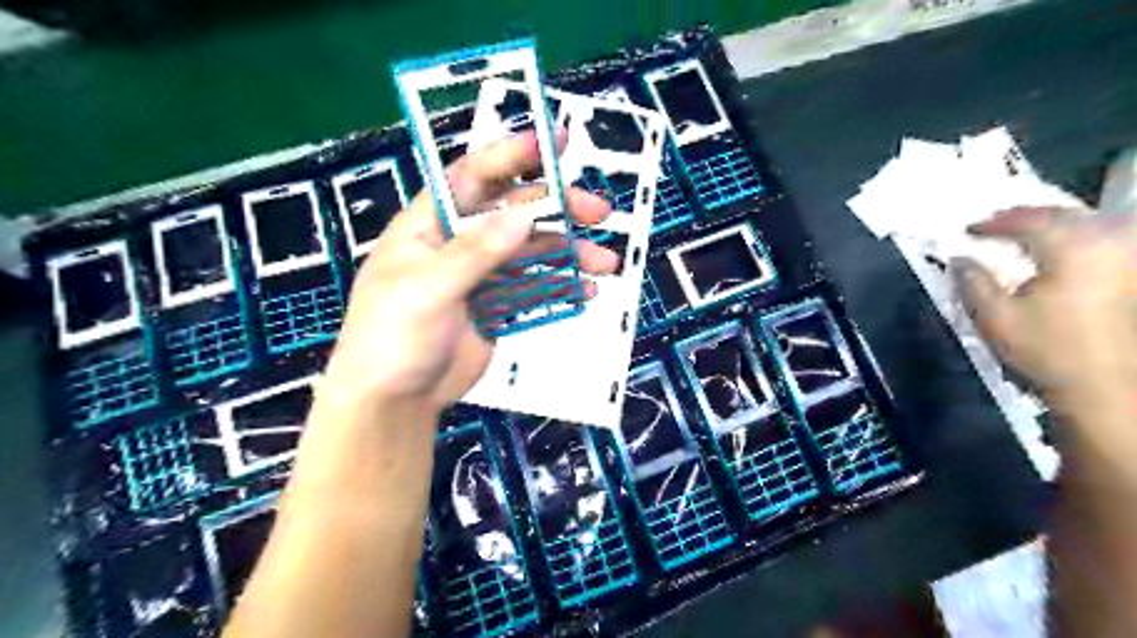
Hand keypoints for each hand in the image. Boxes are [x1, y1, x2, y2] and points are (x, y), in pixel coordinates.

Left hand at [319, 130, 621, 412]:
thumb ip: (475, 252)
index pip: (474, 176)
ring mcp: (482, 276)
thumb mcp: (428, 288)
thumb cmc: (393, 335)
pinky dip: (561, 288)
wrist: (395, 400)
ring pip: (533, 253)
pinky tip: (586, 293)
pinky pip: (535, 288)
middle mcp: (459, 242)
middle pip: (515, 212)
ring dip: (570, 254)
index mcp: (431, 224)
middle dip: (559, 208)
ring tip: (606, 264)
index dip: (513, 155)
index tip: (553, 142)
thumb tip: (523, 214)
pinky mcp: (498, 306)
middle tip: (600, 211)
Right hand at [952, 208, 1135, 410]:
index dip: (995, 223)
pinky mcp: (1133, 278)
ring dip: (1055, 224)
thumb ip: (972, 282)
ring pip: (1091, 224)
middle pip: (1065, 215)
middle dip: (1026, 217)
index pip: (1029, 221)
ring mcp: (1128, 260)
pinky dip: (1079, 238)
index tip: (969, 230)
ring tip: (1027, 233)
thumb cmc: (1046, 351)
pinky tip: (1063, 250)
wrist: (1105, 387)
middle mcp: (1109, 244)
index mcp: (1073, 250)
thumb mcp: (994, 317)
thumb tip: (959, 259)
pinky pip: (1107, 241)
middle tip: (995, 226)